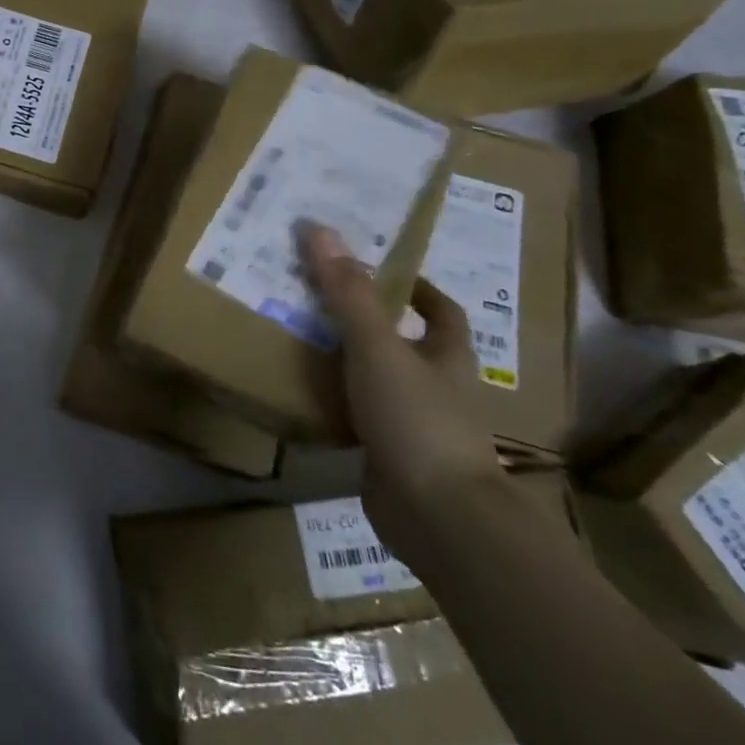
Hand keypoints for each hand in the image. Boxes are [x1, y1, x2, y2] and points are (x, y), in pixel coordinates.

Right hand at [298, 224, 502, 559]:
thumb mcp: (378, 347)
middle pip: (406, 345)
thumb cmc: (417, 419)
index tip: (380, 271)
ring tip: (298, 338)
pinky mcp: (388, 457)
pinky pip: (357, 419)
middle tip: (317, 298)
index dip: (419, 290)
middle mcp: (436, 388)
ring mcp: (414, 425)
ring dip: (346, 364)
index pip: (443, 313)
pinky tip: (299, 395)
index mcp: (446, 357)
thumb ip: (348, 293)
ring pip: (378, 382)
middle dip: (368, 323)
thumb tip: (319, 229)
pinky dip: (333, 406)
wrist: (436, 515)